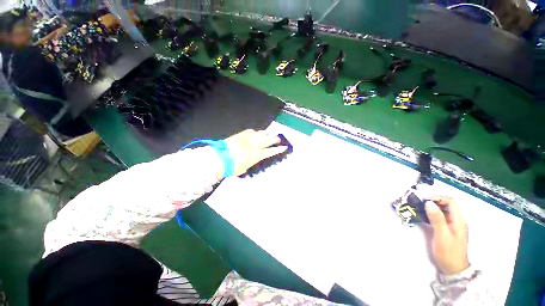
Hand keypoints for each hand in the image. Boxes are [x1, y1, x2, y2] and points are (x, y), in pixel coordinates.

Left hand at [224, 129, 287, 176]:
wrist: (221, 157)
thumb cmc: (234, 166)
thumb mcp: (246, 167)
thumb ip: (252, 161)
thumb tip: (254, 157)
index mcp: (258, 154)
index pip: (271, 151)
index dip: (279, 149)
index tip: (284, 147)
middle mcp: (256, 144)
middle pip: (269, 140)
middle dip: (275, 139)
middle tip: (278, 139)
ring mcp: (250, 137)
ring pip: (262, 133)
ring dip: (267, 134)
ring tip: (269, 134)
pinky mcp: (243, 133)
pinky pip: (253, 131)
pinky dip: (257, 133)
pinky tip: (256, 134)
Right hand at [425, 196, 469, 275]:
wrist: (453, 269)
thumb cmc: (448, 252)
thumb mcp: (441, 235)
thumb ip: (436, 219)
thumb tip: (428, 203)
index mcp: (459, 220)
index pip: (451, 202)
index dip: (438, 198)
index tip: (425, 201)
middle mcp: (458, 221)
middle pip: (448, 205)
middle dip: (435, 202)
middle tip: (421, 205)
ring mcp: (454, 225)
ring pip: (445, 211)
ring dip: (433, 208)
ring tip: (421, 210)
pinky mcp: (449, 230)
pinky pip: (442, 217)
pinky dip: (434, 214)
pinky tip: (426, 218)